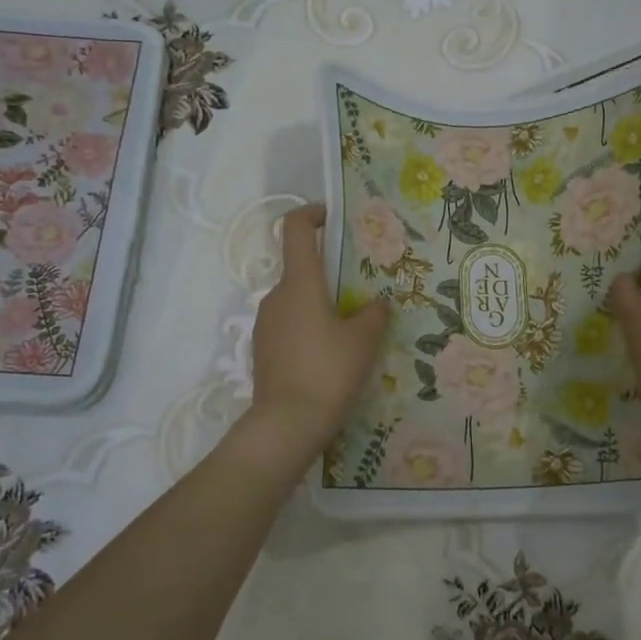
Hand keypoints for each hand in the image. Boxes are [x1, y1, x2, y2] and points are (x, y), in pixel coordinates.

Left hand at [244, 204, 389, 461]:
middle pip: (301, 268)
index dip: (312, 214)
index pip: (295, 229)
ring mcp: (265, 324)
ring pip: (297, 300)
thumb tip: (377, 303)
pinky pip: (290, 325)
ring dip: (322, 303)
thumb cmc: (328, 372)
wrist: (286, 424)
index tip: (333, 217)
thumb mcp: (363, 340)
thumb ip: (374, 313)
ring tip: (353, 327)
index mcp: (299, 283)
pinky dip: (310, 327)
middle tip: (363, 288)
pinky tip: (332, 354)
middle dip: (331, 272)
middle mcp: (276, 296)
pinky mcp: (263, 350)